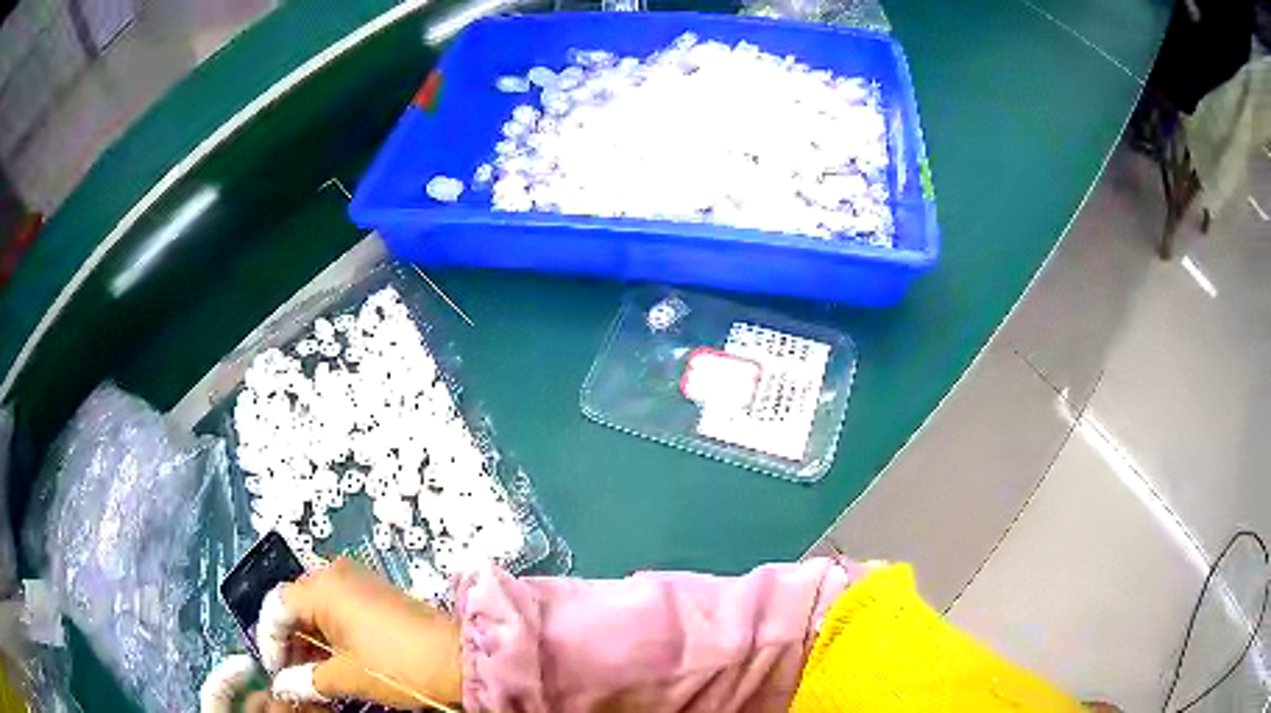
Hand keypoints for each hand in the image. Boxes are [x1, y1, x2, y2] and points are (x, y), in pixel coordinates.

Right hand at [262, 558, 462, 708]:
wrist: (459, 657)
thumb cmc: (397, 665)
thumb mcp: (347, 676)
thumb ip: (307, 680)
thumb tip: (284, 686)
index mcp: (320, 587)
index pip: (275, 607)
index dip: (269, 641)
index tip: (275, 672)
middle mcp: (334, 573)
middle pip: (294, 604)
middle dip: (289, 641)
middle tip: (291, 676)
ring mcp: (357, 580)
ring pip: (315, 607)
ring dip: (308, 639)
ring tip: (310, 673)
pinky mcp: (374, 592)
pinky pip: (338, 607)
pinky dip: (328, 632)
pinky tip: (331, 659)